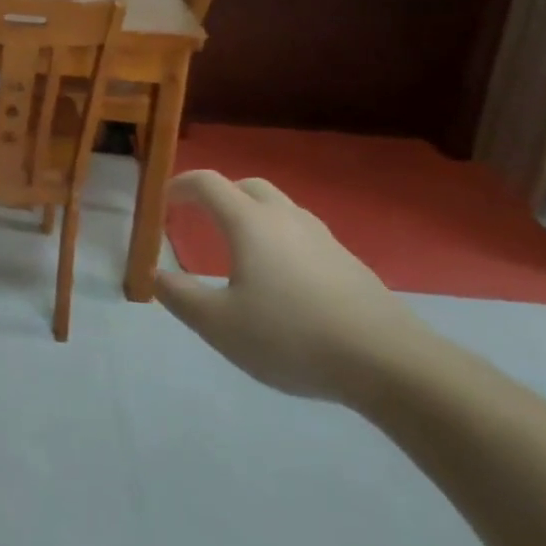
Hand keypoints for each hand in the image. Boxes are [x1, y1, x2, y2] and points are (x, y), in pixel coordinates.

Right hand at [155, 171, 434, 404]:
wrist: (389, 362)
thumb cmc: (293, 337)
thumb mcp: (221, 326)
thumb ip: (181, 297)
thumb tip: (156, 274)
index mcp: (249, 222)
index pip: (207, 183)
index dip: (180, 186)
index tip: (163, 202)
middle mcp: (284, 217)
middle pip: (246, 186)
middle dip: (218, 195)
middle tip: (201, 218)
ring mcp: (321, 236)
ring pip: (279, 208)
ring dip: (252, 215)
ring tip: (241, 250)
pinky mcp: (348, 261)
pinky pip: (302, 234)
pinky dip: (281, 240)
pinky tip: (283, 280)